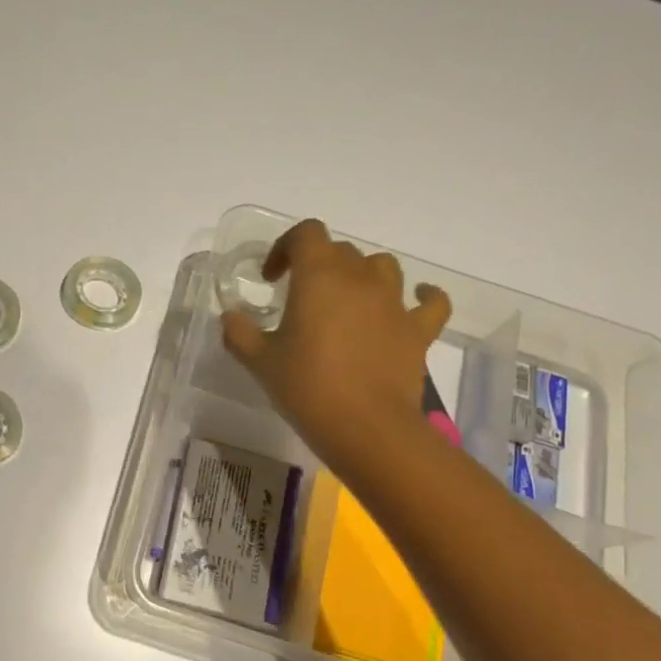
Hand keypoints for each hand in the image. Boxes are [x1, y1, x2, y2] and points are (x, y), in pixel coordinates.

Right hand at [221, 218, 451, 475]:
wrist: (366, 427)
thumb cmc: (308, 387)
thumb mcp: (260, 362)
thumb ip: (240, 333)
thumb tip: (230, 317)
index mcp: (319, 276)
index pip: (305, 234)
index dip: (286, 247)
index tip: (271, 277)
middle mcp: (360, 278)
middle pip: (341, 250)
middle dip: (318, 265)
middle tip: (301, 298)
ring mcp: (394, 302)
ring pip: (382, 266)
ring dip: (362, 275)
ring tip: (348, 300)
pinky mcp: (418, 330)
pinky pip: (431, 302)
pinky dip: (424, 296)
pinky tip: (417, 300)